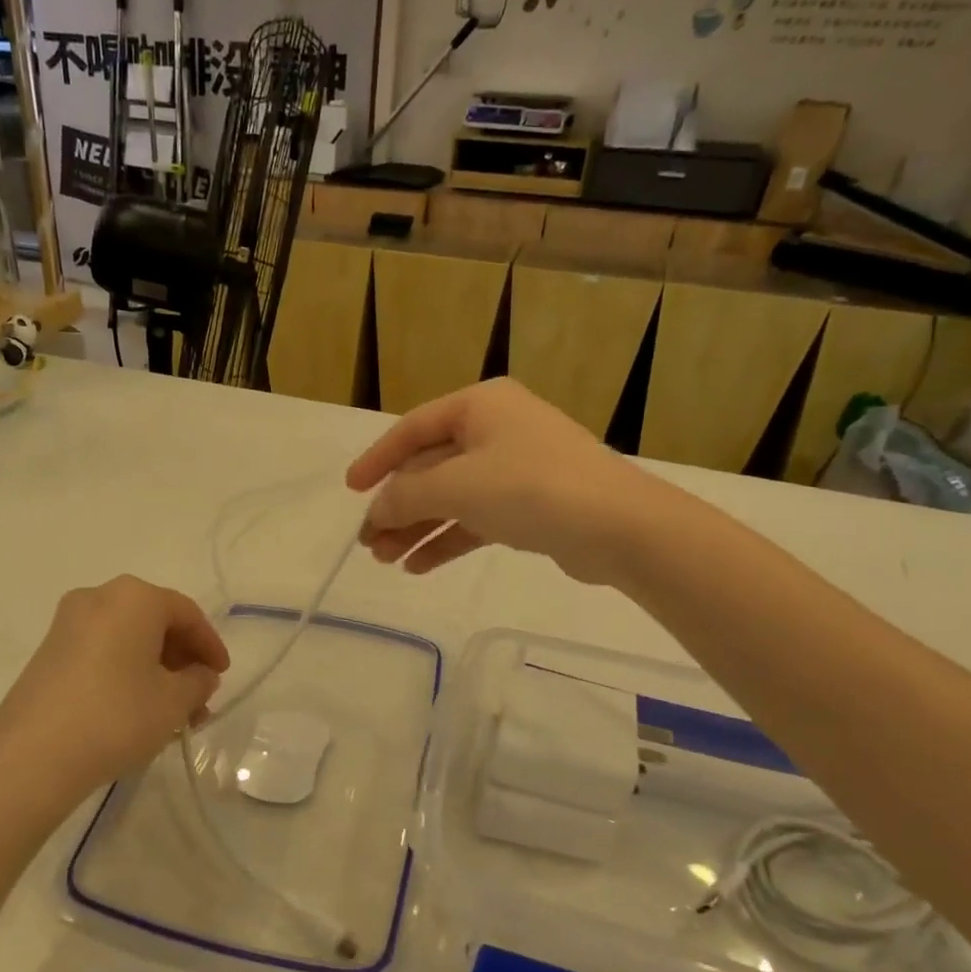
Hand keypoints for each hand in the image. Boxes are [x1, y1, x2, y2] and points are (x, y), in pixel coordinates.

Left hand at [0, 577, 228, 813]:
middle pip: (155, 623)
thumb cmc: (116, 717)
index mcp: (134, 597)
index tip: (222, 675)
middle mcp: (98, 597)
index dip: (210, 645)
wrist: (31, 759)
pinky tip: (136, 709)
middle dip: (181, 659)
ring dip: (155, 670)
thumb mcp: (173, 701)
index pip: (186, 613)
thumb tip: (200, 675)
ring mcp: (67, 624)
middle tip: (199, 696)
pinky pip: (101, 652)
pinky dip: (125, 672)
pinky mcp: (48, 652)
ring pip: (127, 639)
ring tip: (172, 712)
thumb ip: (198, 681)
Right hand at [346, 379, 636, 583]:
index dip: (377, 460)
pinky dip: (447, 538)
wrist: (620, 527)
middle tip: (368, 542)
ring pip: (451, 496)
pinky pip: (475, 518)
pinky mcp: (529, 505)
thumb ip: (407, 495)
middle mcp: (496, 429)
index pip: (413, 429)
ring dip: (417, 526)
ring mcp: (515, 468)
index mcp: (480, 406)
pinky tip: (419, 565)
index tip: (350, 490)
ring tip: (385, 559)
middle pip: (430, 467)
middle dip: (397, 505)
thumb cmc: (532, 488)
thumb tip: (376, 510)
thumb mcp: (458, 487)